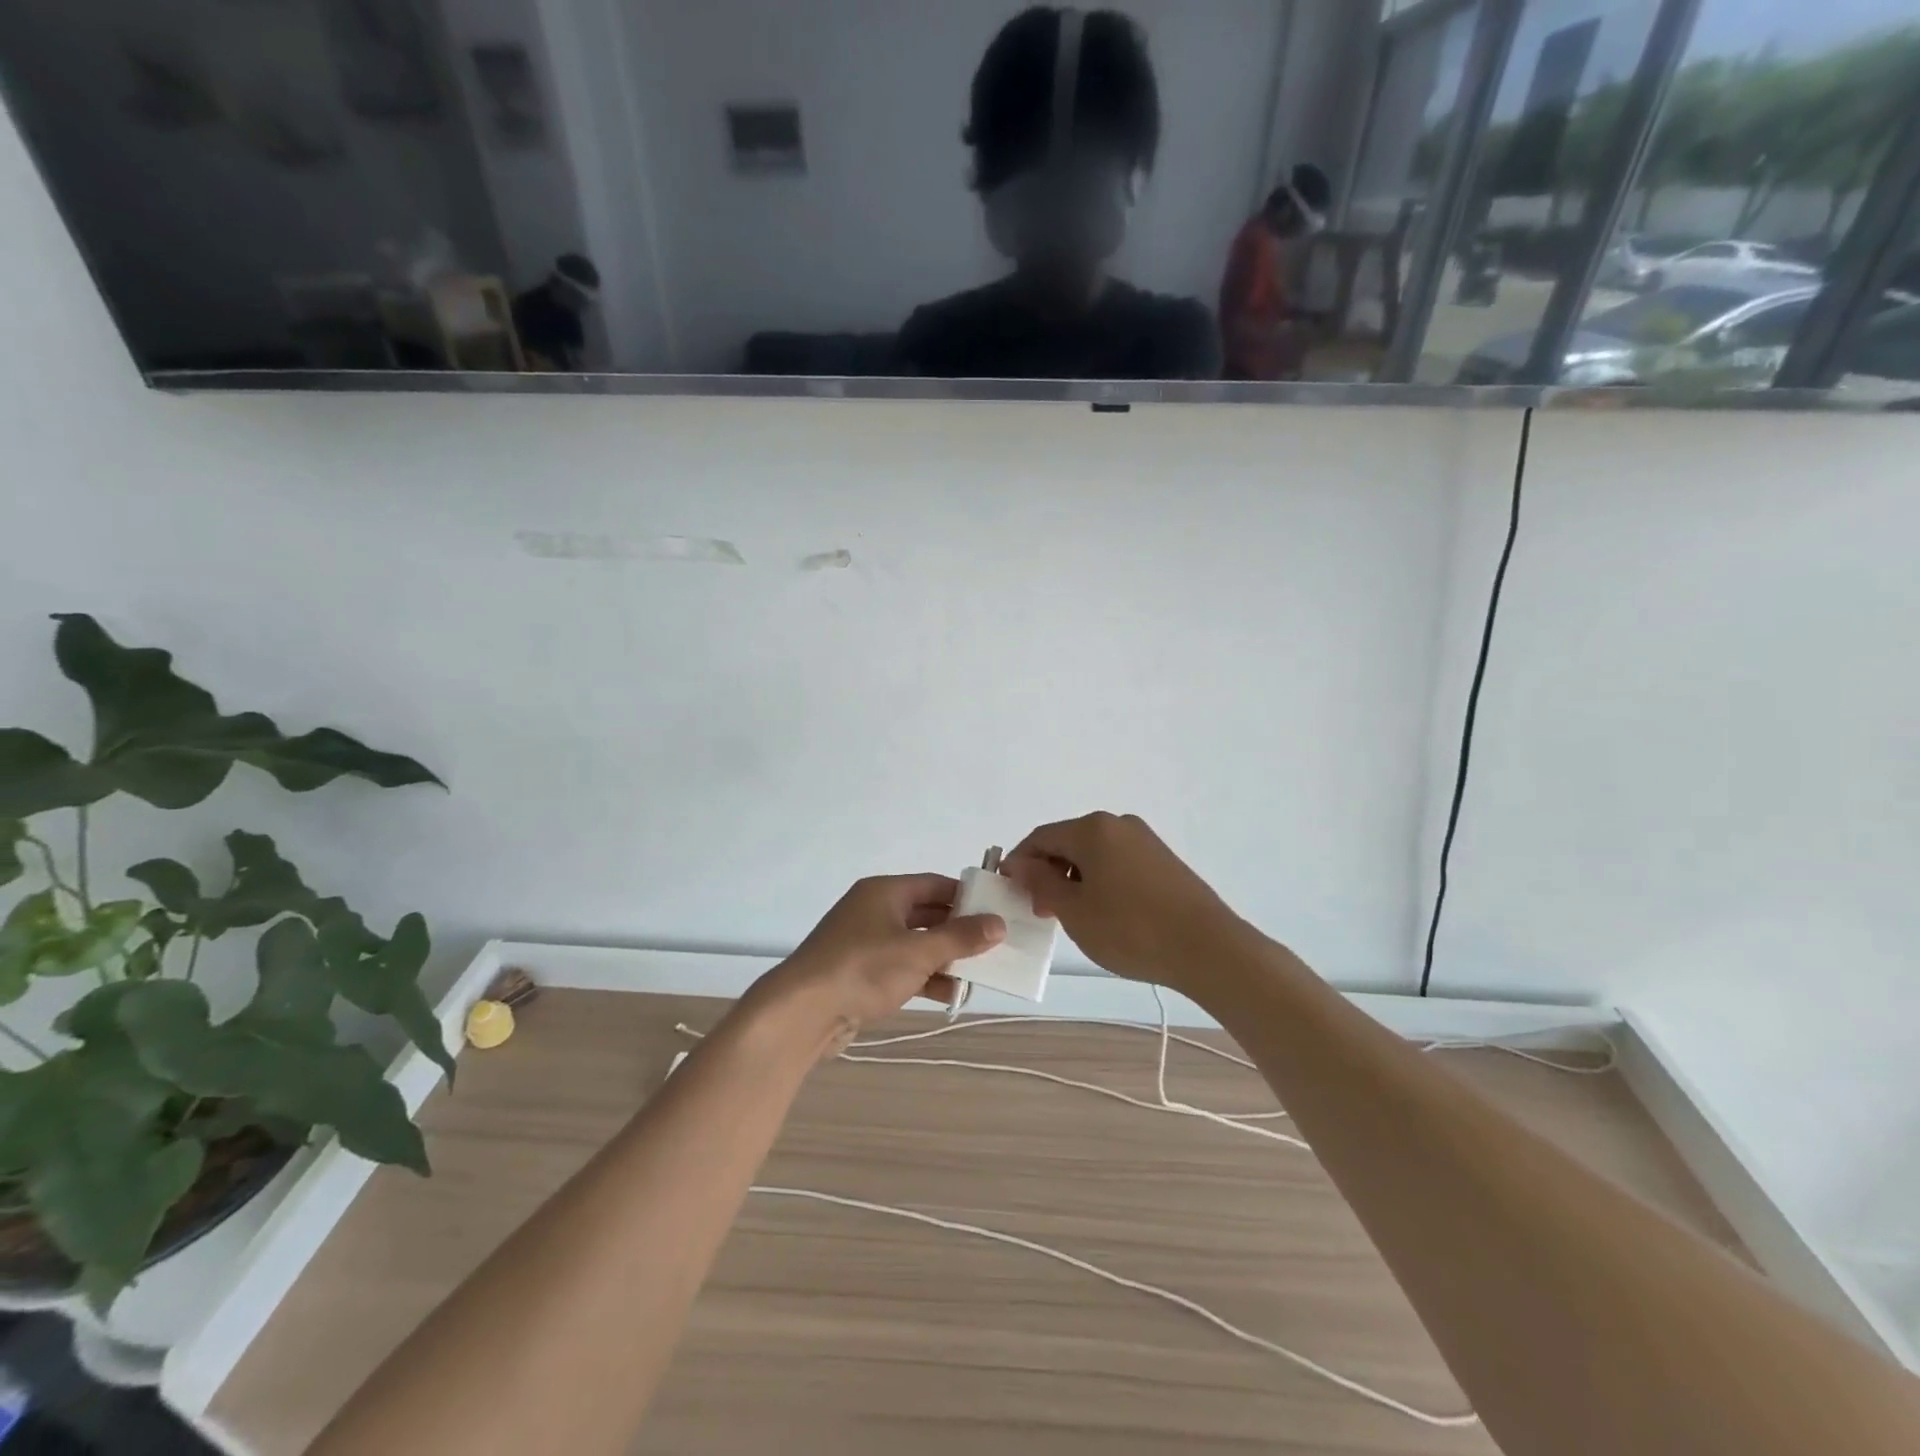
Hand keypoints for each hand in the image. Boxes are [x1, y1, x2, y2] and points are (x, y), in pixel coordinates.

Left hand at [749, 875, 1005, 1059]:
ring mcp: (865, 943)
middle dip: (958, 931)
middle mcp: (874, 911)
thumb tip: (998, 924)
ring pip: (915, 944)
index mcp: (885, 892)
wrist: (801, 1013)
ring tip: (978, 974)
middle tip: (994, 946)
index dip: (967, 896)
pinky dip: (924, 977)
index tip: (997, 912)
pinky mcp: (860, 974)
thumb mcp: (918, 951)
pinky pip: (901, 968)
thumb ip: (960, 938)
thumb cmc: (863, 969)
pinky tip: (950, 994)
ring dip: (944, 958)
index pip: (935, 885)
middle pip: (926, 914)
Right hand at [1004, 813, 1246, 994]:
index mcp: (1092, 829)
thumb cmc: (1131, 929)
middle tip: (1041, 911)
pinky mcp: (1162, 860)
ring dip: (1074, 879)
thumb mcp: (1074, 911)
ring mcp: (1144, 840)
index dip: (1019, 862)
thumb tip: (1020, 864)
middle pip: (1068, 842)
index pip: (1040, 837)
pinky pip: (1117, 863)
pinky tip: (1105, 913)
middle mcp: (1118, 824)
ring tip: (1074, 917)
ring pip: (1093, 854)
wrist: (1207, 947)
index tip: (1009, 892)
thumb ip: (1041, 883)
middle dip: (1048, 873)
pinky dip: (1100, 881)